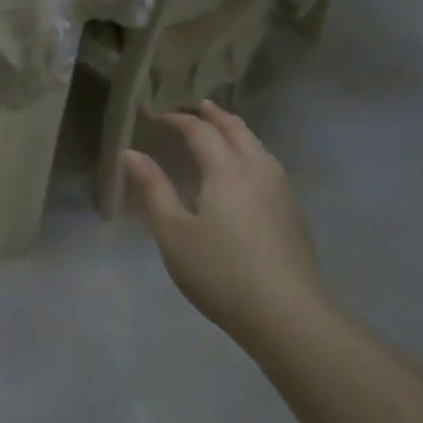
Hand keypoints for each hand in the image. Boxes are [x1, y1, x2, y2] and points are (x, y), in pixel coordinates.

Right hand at [122, 101, 325, 332]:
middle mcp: (257, 170)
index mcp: (226, 170)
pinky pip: (268, 164)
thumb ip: (153, 189)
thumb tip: (130, 153)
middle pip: (237, 130)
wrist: (286, 314)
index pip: (200, 131)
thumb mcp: (173, 232)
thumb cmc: (219, 271)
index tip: (157, 116)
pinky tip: (246, 170)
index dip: (178, 119)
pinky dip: (251, 151)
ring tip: (222, 131)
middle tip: (198, 107)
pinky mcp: (292, 213)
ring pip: (258, 146)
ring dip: (237, 131)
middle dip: (215, 116)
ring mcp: (281, 191)